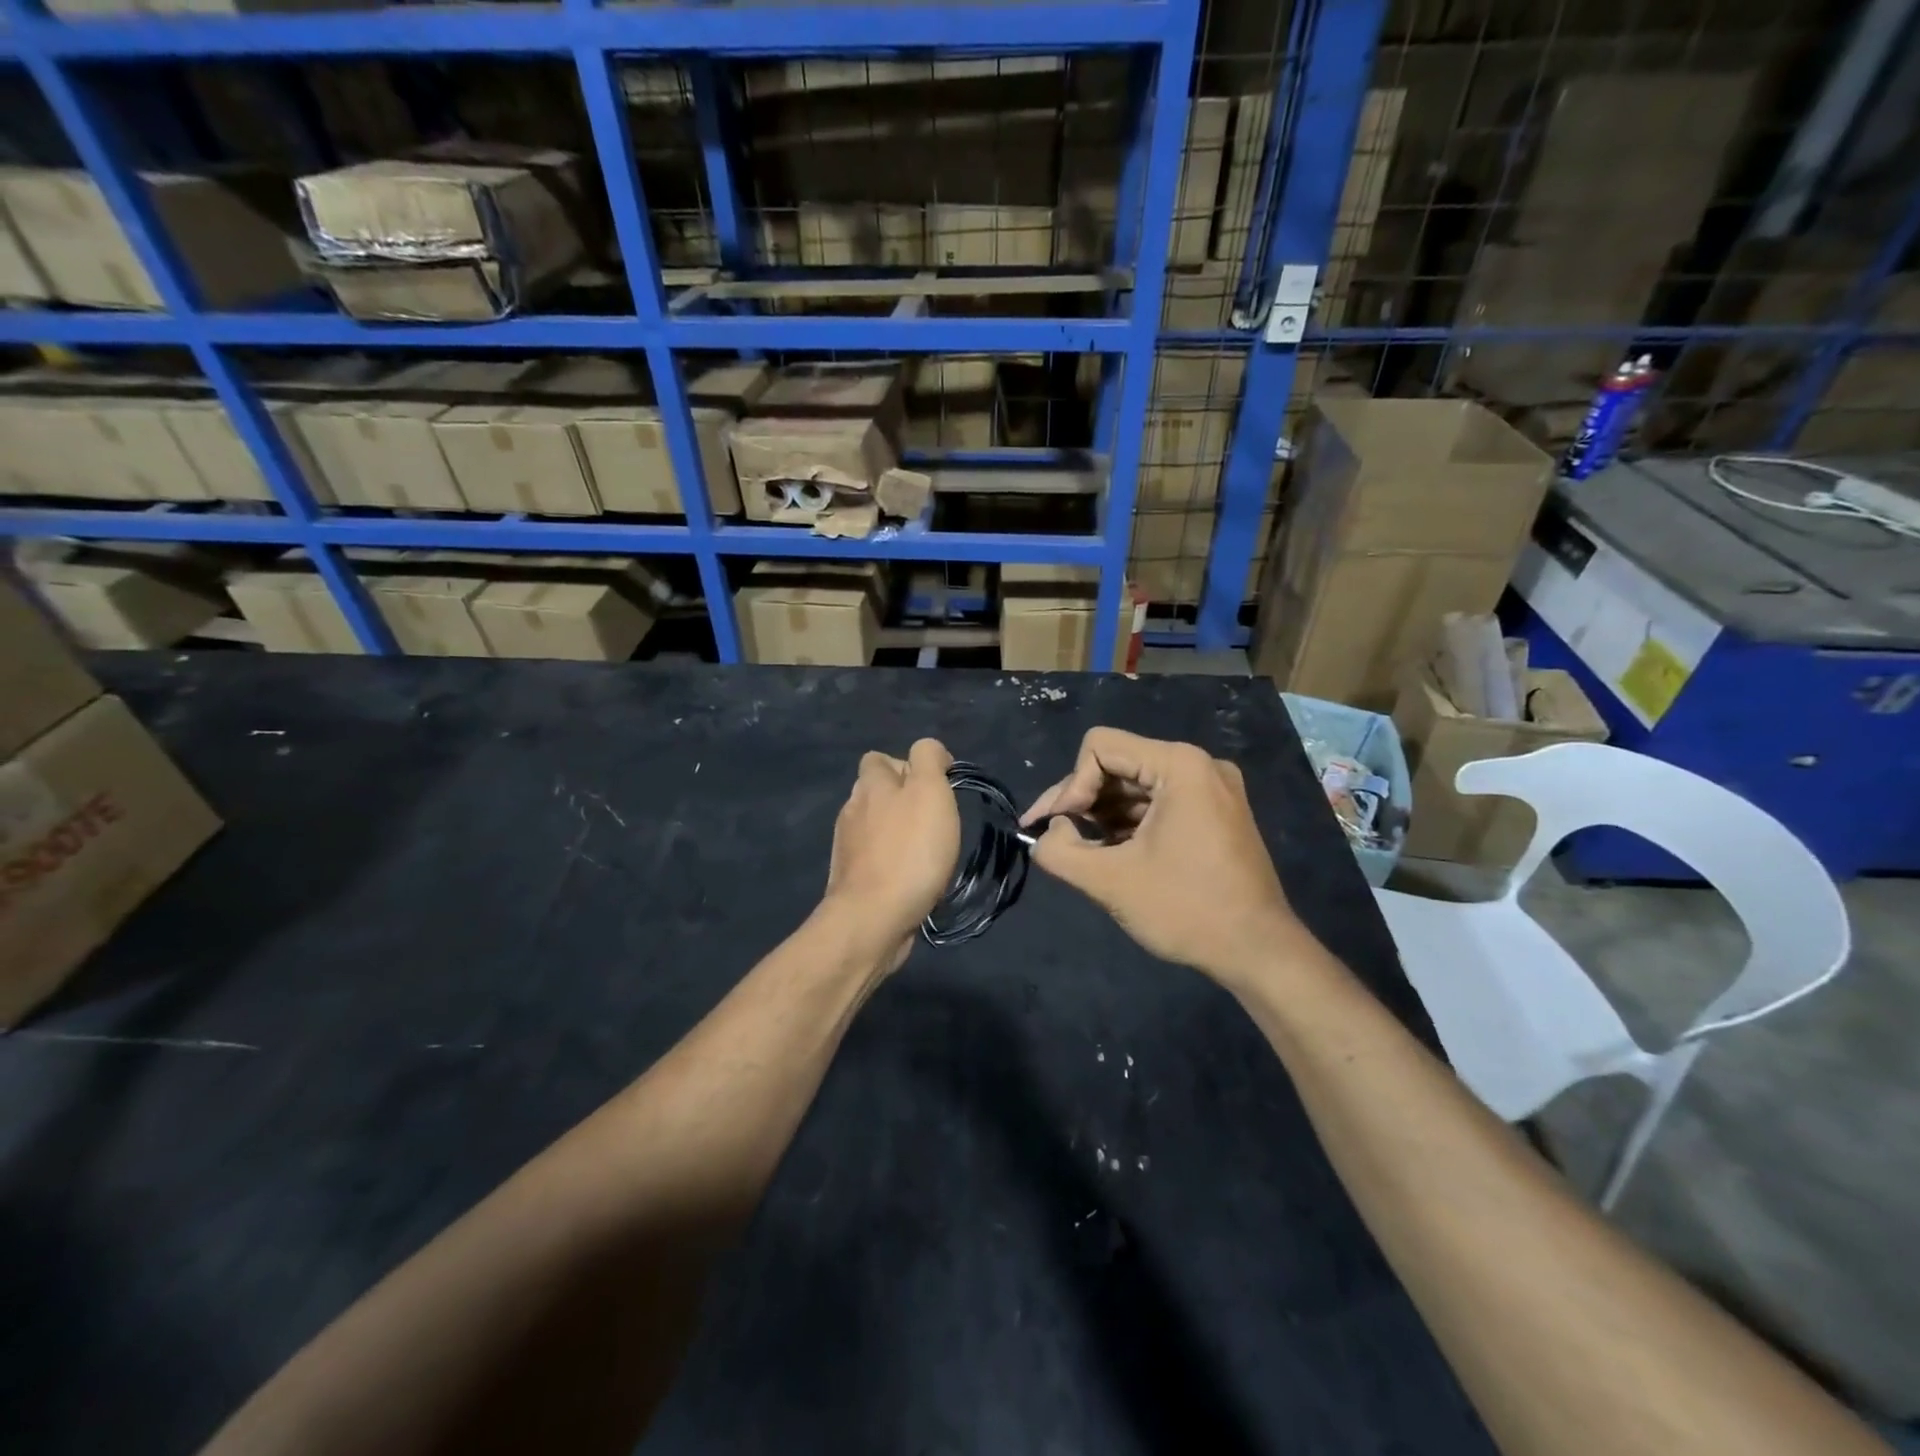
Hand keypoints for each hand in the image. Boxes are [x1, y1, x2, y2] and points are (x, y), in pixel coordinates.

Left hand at [821, 738, 961, 968]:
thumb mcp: (930, 791)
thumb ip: (928, 760)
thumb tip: (928, 752)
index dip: (908, 766)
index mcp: (870, 785)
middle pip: (877, 793)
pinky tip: (911, 879)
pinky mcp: (852, 880)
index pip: (880, 758)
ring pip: (875, 828)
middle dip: (904, 802)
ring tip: (927, 853)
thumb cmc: (910, 851)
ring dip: (898, 834)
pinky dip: (892, 863)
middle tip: (935, 822)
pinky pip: (875, 860)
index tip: (938, 788)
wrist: (873, 918)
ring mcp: (848, 847)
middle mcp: (852, 810)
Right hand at [1023, 728, 1303, 984]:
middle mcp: (1199, 765)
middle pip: (1118, 764)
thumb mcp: (1109, 881)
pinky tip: (1110, 853)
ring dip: (1102, 815)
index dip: (1070, 785)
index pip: (1100, 747)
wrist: (1259, 952)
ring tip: (1080, 851)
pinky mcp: (1214, 813)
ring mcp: (1211, 789)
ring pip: (1135, 786)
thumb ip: (1060, 850)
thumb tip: (1047, 833)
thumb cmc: (1186, 910)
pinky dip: (1128, 824)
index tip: (1060, 828)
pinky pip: (1157, 803)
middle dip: (1081, 800)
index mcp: (1180, 765)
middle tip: (1053, 838)